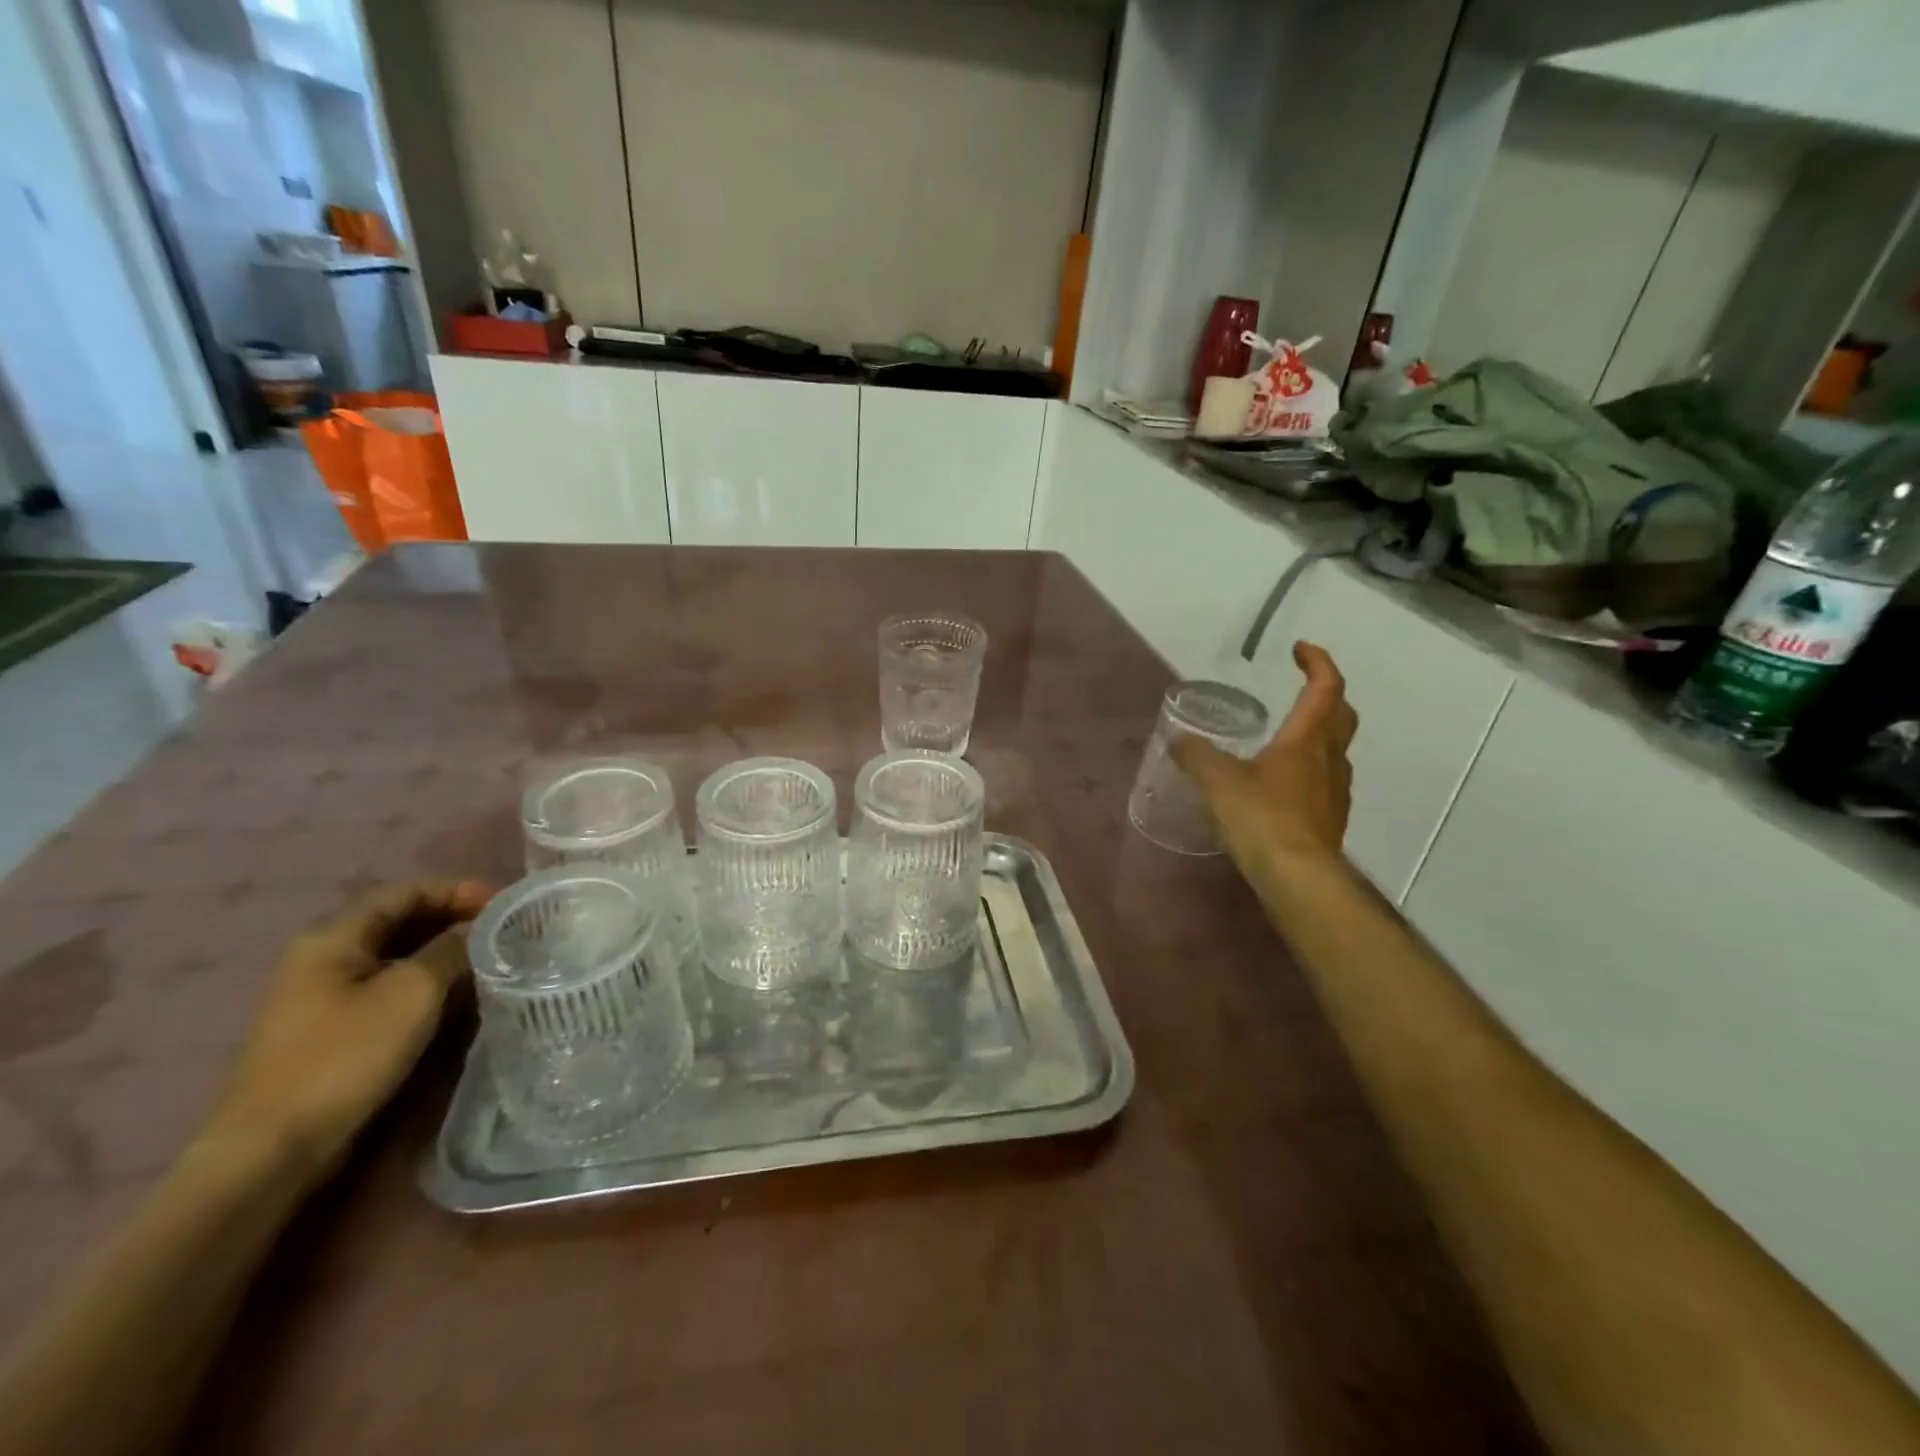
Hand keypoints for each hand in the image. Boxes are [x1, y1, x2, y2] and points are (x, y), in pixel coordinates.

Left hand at [200, 880, 491, 1182]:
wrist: (274, 1149)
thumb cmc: (345, 1056)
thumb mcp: (413, 992)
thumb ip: (453, 950)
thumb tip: (480, 929)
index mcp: (334, 936)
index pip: (407, 891)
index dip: (459, 890)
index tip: (505, 905)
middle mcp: (324, 956)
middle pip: (401, 919)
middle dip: (455, 919)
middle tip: (505, 931)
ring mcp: (325, 995)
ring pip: (398, 955)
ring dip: (445, 952)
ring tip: (492, 960)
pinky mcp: (334, 1029)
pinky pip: (390, 987)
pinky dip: (428, 981)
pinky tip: (458, 995)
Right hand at [1173, 642, 1357, 878]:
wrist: (1297, 879)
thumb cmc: (1262, 818)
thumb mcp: (1218, 781)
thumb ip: (1196, 755)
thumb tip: (1178, 739)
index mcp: (1307, 740)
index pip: (1326, 688)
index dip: (1317, 663)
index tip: (1298, 650)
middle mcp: (1329, 760)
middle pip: (1341, 716)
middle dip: (1326, 696)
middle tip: (1302, 690)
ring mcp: (1334, 792)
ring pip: (1335, 751)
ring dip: (1319, 735)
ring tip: (1286, 739)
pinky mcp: (1329, 821)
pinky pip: (1324, 783)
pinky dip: (1309, 771)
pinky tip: (1282, 787)